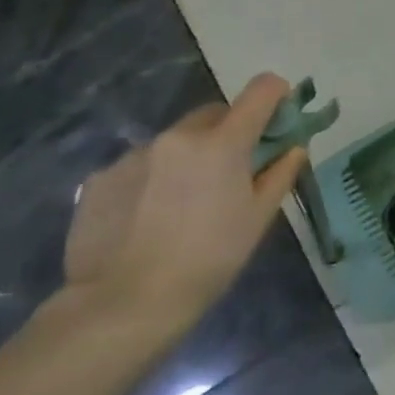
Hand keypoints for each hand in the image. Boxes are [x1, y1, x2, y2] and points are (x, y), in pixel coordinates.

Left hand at [64, 74, 305, 331]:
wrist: (121, 305)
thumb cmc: (208, 259)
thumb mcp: (258, 218)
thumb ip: (280, 174)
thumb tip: (293, 148)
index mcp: (222, 142)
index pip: (261, 90)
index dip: (277, 96)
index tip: (280, 120)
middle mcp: (177, 136)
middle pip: (215, 113)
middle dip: (230, 131)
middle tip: (232, 172)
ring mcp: (134, 155)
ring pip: (175, 141)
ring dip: (189, 156)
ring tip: (184, 203)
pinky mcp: (100, 178)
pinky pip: (140, 165)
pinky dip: (154, 178)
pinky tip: (148, 217)